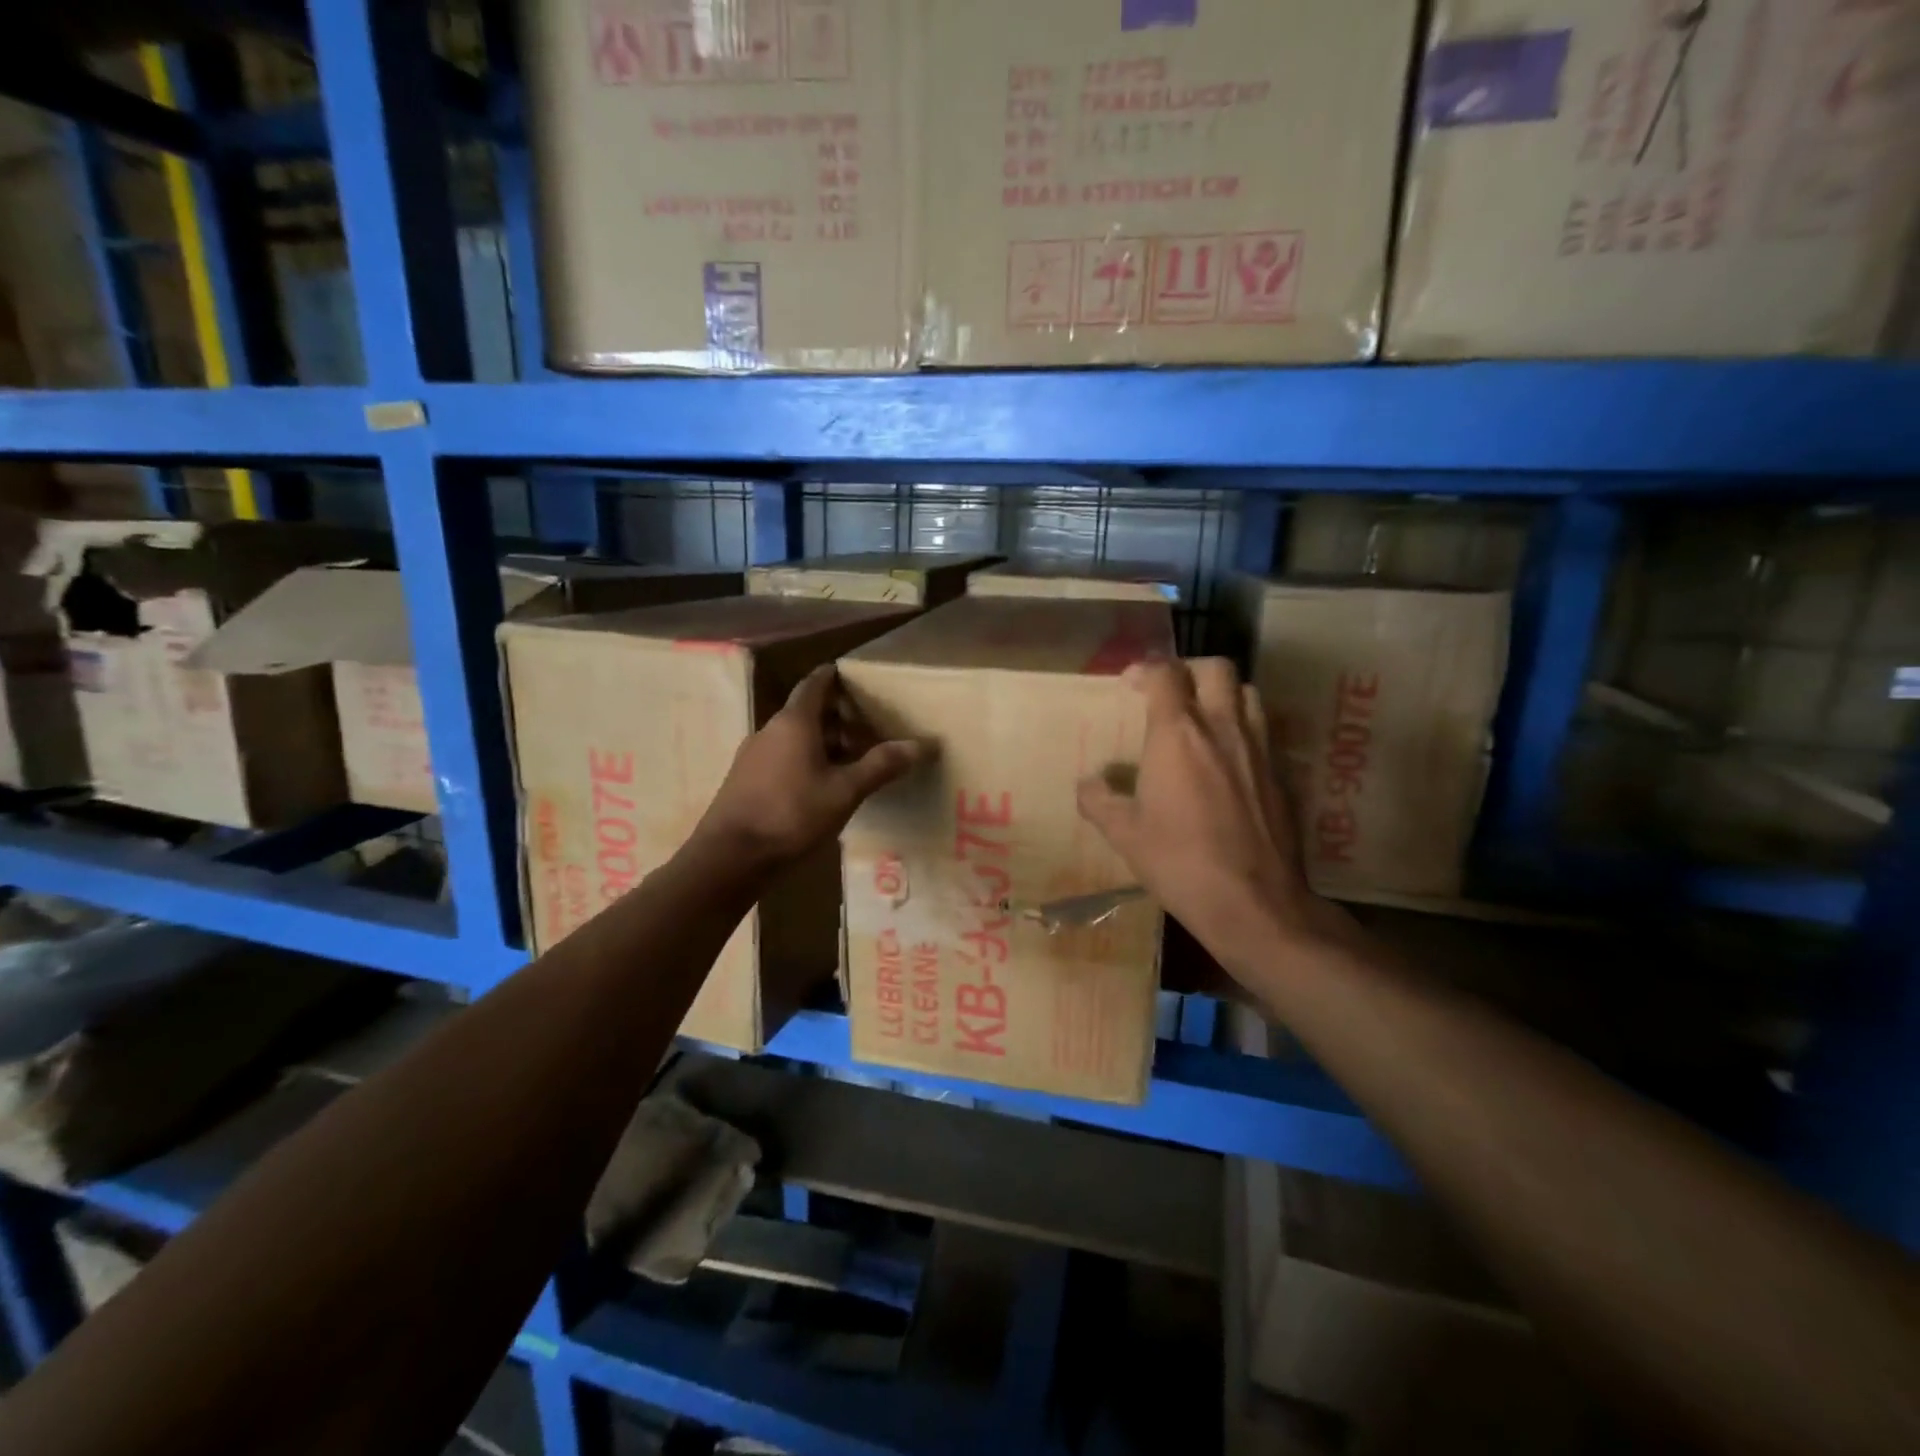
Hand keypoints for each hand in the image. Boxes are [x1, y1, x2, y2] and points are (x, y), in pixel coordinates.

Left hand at [696, 664, 926, 867]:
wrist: (730, 857)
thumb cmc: (792, 815)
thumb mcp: (845, 792)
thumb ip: (880, 766)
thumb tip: (920, 745)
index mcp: (794, 722)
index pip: (815, 684)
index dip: (833, 676)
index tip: (853, 675)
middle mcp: (770, 729)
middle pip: (806, 711)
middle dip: (836, 716)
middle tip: (867, 726)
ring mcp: (753, 755)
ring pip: (793, 736)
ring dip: (821, 741)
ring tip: (850, 758)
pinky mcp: (745, 779)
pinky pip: (781, 757)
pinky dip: (804, 759)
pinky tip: (820, 784)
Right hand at [1077, 658, 1345, 967]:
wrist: (1254, 902)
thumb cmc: (1179, 862)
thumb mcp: (1124, 835)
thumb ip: (1099, 801)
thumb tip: (1087, 784)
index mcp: (1178, 734)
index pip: (1164, 674)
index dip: (1144, 670)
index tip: (1129, 685)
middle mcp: (1223, 727)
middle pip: (1216, 668)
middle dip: (1189, 670)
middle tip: (1170, 693)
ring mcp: (1259, 748)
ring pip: (1249, 693)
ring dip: (1223, 694)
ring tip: (1204, 719)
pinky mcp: (1283, 774)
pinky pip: (1265, 731)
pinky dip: (1244, 730)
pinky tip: (1229, 762)